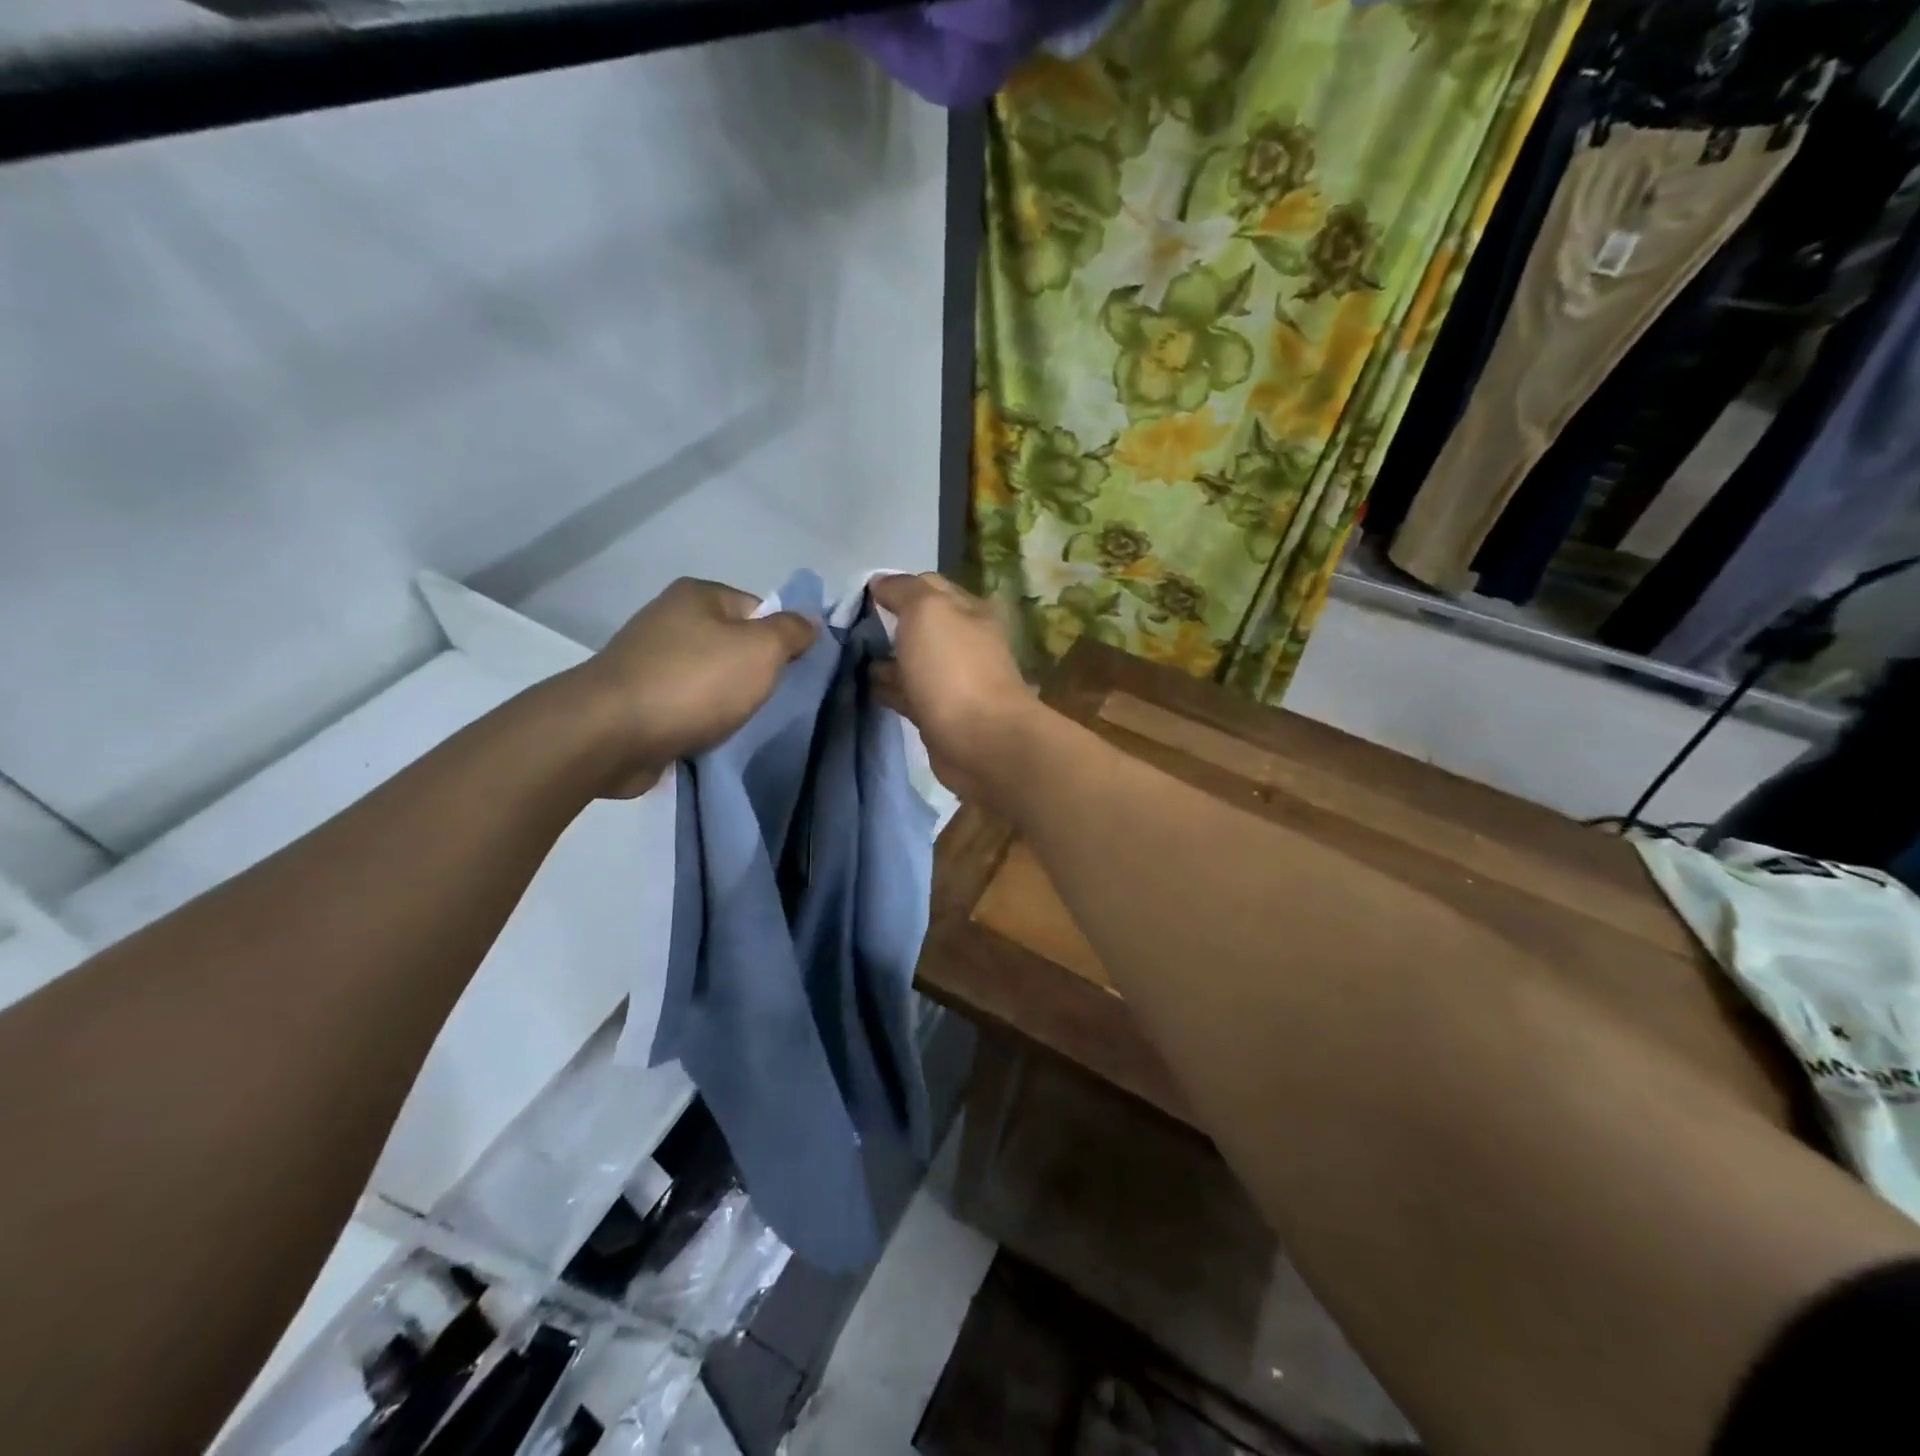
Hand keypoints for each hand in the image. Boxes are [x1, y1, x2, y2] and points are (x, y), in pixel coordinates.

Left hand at [570, 578, 815, 795]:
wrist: (610, 734)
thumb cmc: (694, 683)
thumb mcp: (761, 651)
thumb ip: (791, 632)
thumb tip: (809, 619)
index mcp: (699, 594)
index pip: (759, 609)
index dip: (781, 640)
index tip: (789, 673)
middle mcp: (670, 618)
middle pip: (734, 644)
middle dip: (753, 674)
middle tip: (766, 701)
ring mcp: (648, 658)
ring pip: (709, 677)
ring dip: (725, 701)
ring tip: (735, 723)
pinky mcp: (635, 697)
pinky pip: (684, 704)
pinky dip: (698, 719)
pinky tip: (705, 736)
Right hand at [869, 573, 1035, 805]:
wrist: (980, 740)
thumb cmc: (953, 668)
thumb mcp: (926, 610)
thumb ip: (903, 590)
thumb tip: (880, 582)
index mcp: (968, 610)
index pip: (928, 586)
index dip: (895, 587)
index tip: (859, 597)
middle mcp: (964, 642)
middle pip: (920, 625)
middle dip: (888, 623)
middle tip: (847, 629)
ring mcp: (952, 680)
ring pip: (912, 661)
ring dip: (885, 658)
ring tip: (848, 657)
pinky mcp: (939, 713)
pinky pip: (908, 693)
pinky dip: (887, 687)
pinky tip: (863, 686)